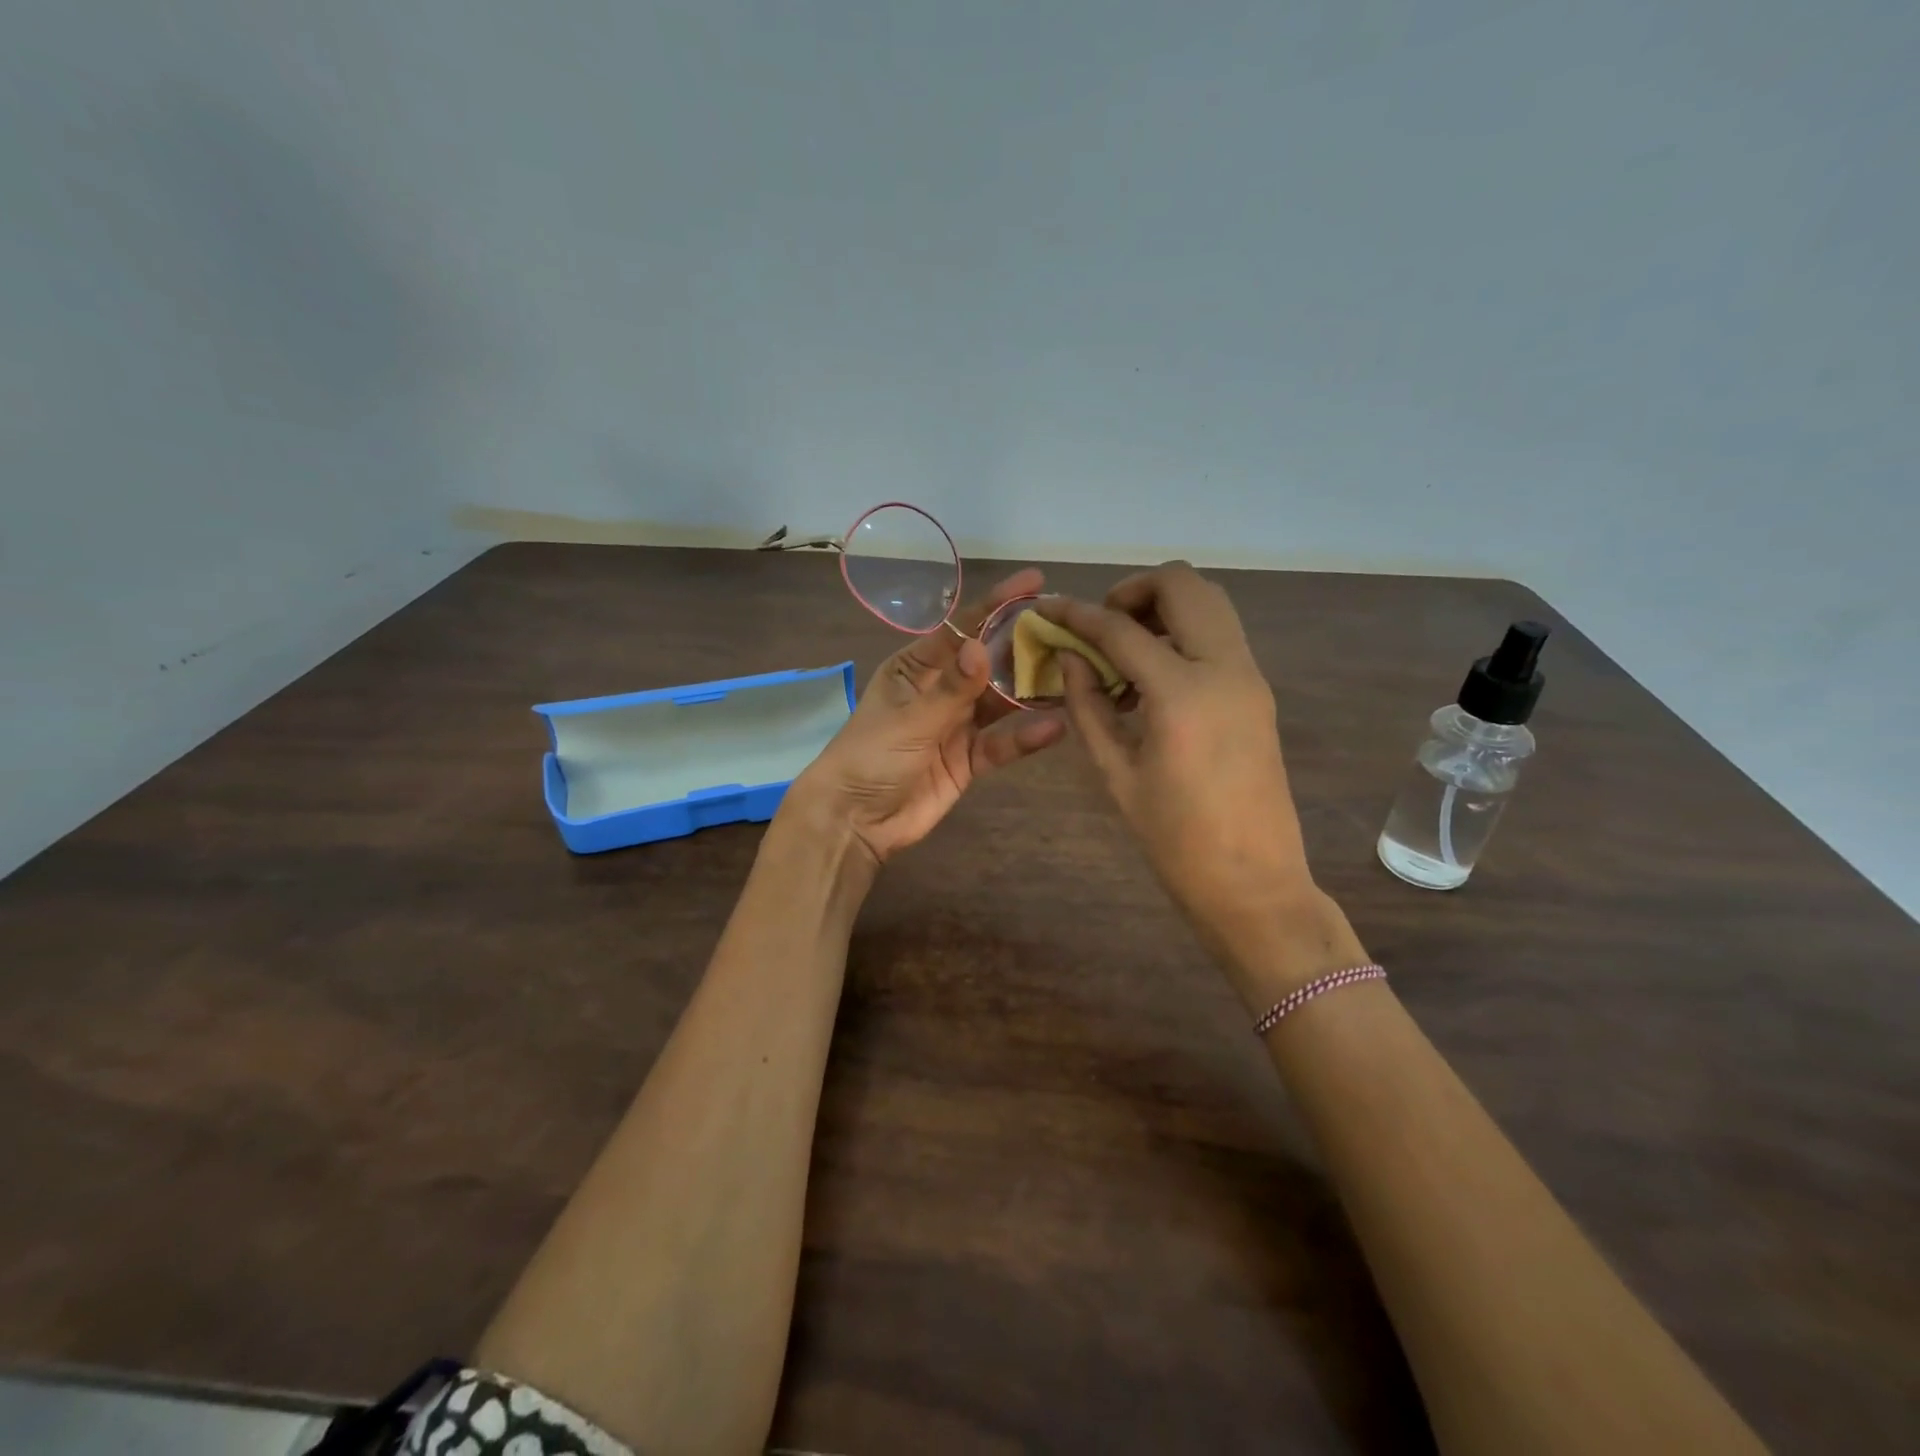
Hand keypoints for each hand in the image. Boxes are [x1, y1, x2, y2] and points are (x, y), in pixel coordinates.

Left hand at [789, 569, 1066, 867]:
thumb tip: (982, 647)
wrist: (855, 821)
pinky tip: (1055, 726)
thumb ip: (951, 689)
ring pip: (1002, 702)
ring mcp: (957, 725)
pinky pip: (1002, 744)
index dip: (997, 605)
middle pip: (989, 663)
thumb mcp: (909, 719)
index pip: (961, 629)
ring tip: (1073, 673)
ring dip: (1032, 691)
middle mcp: (941, 690)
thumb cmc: (870, 757)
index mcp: (916, 668)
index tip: (1035, 584)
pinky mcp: (969, 760)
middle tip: (1068, 629)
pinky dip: (1025, 737)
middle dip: (1024, 646)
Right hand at [1039, 564, 1359, 1000]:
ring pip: (1209, 602)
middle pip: (1182, 584)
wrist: (1254, 883)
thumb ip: (1088, 706)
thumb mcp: (1117, 773)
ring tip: (1123, 651)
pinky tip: (1151, 677)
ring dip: (1162, 607)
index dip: (1077, 614)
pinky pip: (1219, 634)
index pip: (1121, 628)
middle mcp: (1225, 667)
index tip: (1047, 607)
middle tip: (1099, 626)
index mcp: (1183, 693)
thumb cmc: (1175, 839)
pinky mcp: (1258, 691)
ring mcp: (1250, 676)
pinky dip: (1182, 633)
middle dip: (1132, 591)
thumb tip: (1069, 657)